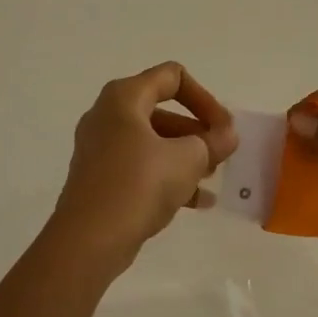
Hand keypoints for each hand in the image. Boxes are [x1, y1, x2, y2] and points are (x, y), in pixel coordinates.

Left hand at [50, 62, 237, 268]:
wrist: (89, 239)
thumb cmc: (139, 185)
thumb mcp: (188, 159)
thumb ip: (213, 141)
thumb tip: (227, 135)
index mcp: (124, 98)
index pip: (172, 77)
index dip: (204, 98)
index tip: (222, 128)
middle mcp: (107, 116)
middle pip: (162, 110)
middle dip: (197, 131)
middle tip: (220, 154)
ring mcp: (100, 148)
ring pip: (152, 142)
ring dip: (185, 156)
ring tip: (210, 178)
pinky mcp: (100, 178)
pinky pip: (140, 167)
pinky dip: (167, 177)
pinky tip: (196, 202)